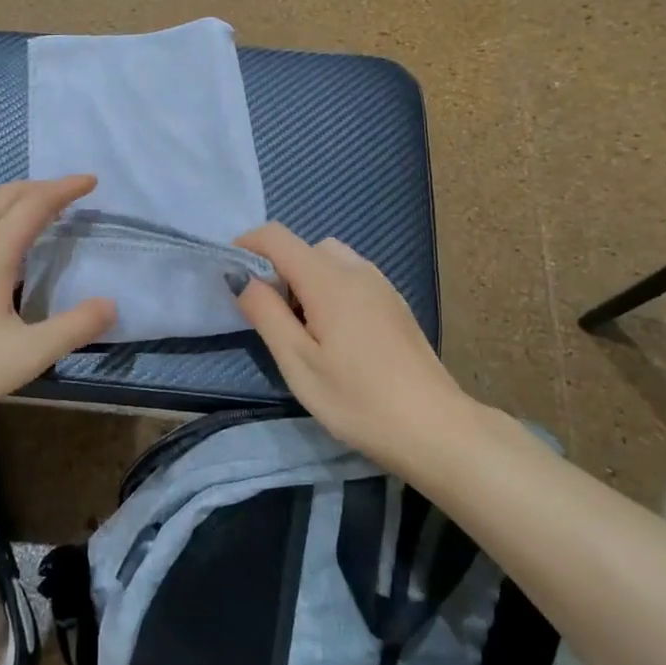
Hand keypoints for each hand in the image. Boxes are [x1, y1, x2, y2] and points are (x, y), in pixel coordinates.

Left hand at [0, 176, 116, 442]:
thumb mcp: (28, 355)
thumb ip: (74, 328)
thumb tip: (110, 304)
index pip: (34, 204)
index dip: (64, 189)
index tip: (90, 181)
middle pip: (3, 196)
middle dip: (38, 187)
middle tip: (67, 194)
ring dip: (11, 205)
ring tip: (34, 221)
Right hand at [233, 222, 467, 465]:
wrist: (435, 428)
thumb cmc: (358, 399)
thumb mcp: (298, 362)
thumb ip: (265, 313)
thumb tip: (241, 277)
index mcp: (328, 278)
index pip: (276, 236)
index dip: (246, 246)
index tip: (230, 276)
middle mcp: (356, 269)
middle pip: (304, 247)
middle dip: (278, 268)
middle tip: (270, 316)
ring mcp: (381, 285)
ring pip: (331, 260)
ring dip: (306, 279)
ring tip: (303, 329)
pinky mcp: (395, 304)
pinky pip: (352, 278)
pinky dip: (330, 289)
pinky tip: (336, 336)